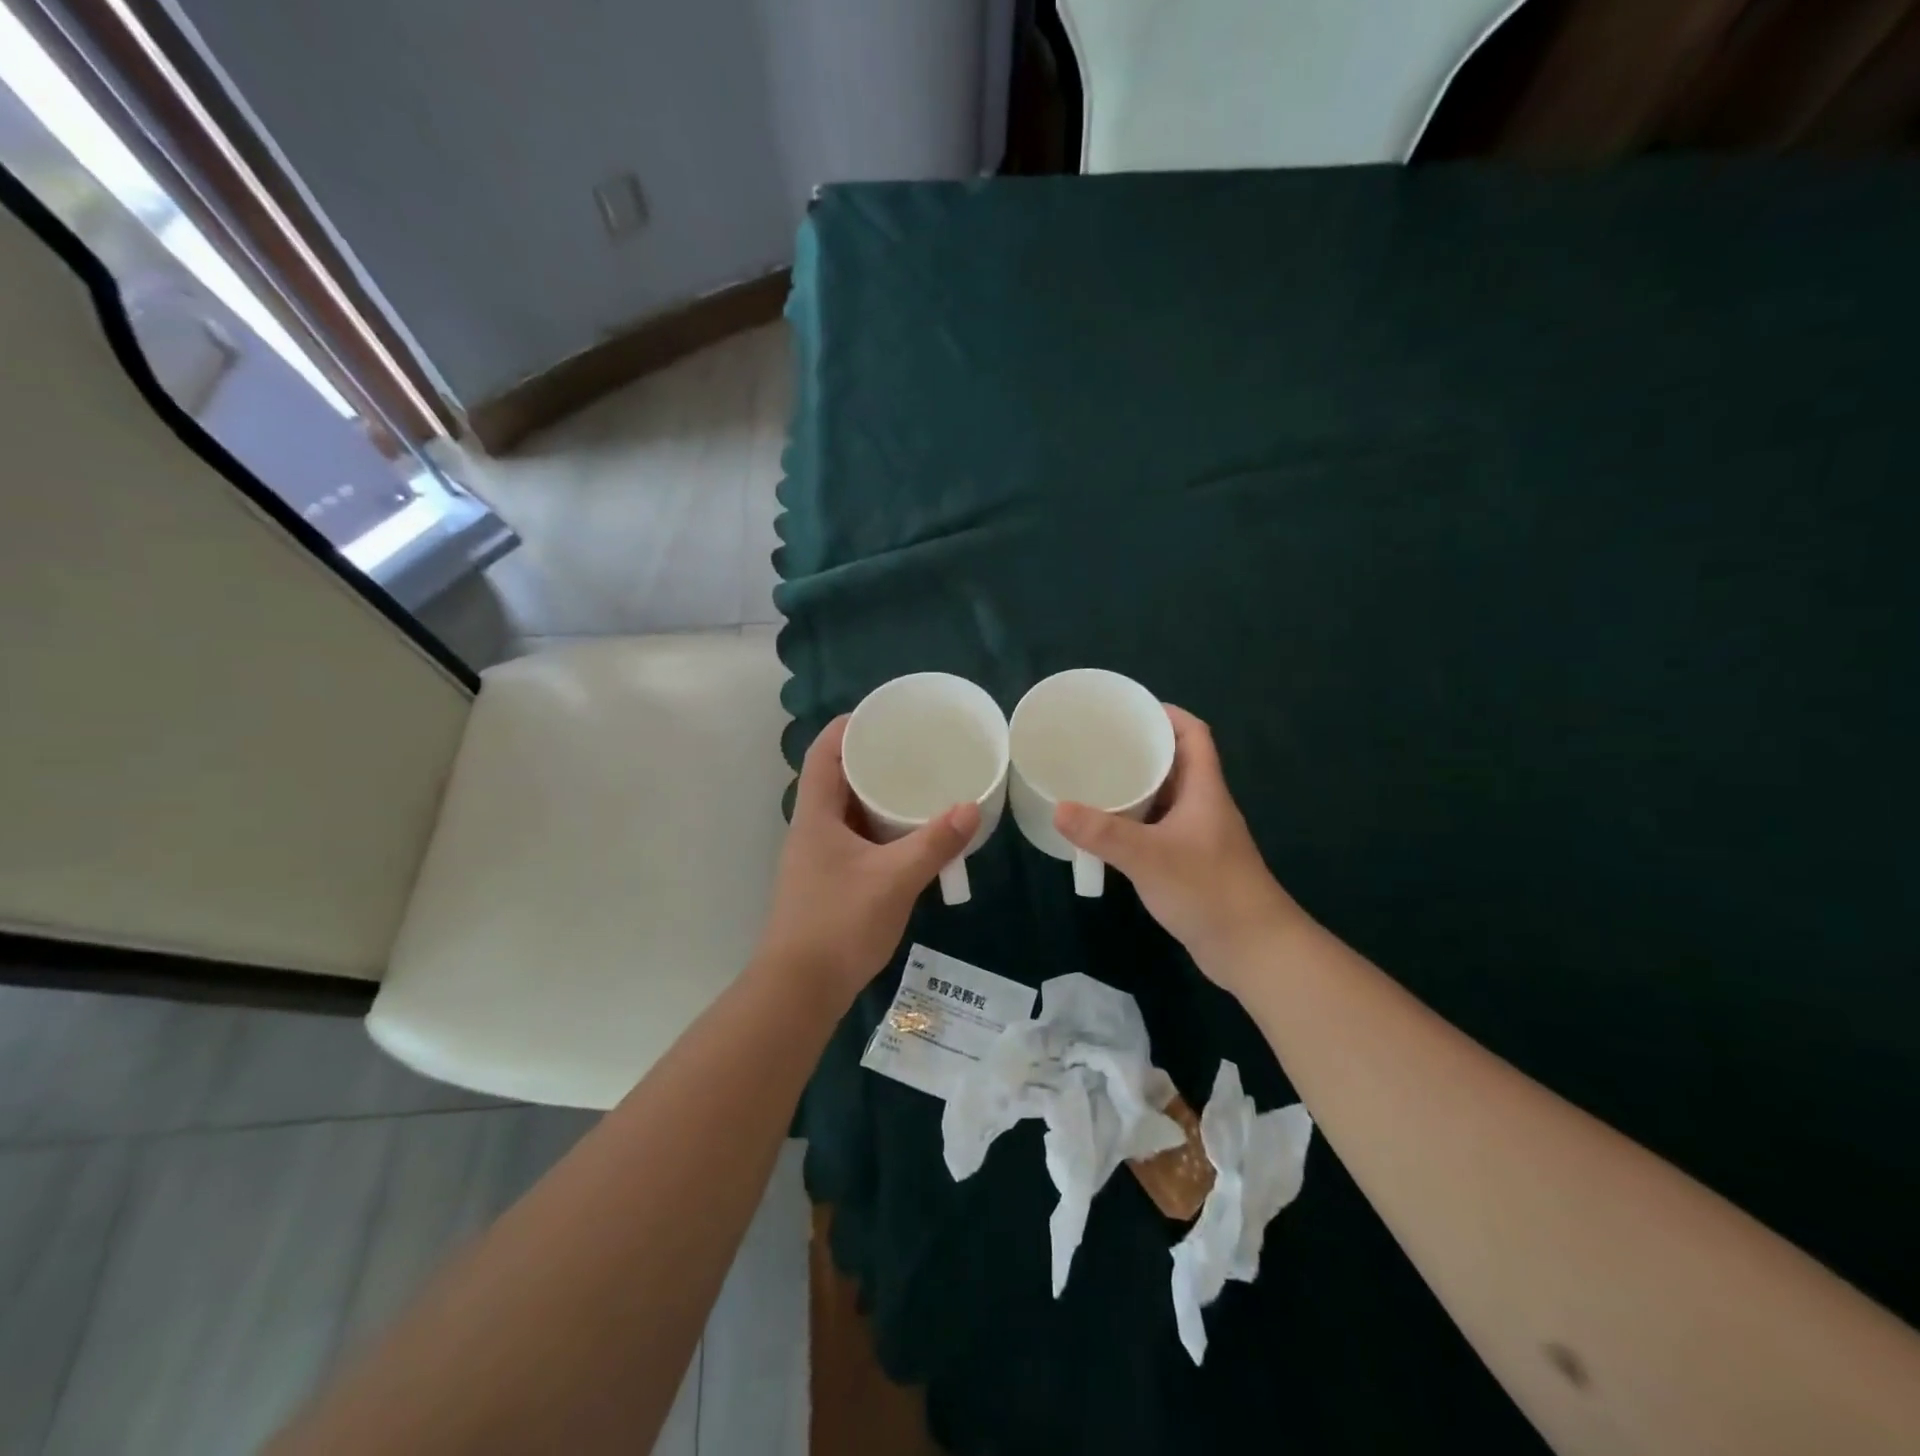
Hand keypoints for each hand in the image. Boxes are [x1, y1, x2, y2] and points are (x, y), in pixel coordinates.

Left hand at [756, 716, 980, 1009]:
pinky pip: (856, 839)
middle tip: (915, 749)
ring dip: (879, 797)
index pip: (824, 752)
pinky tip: (910, 836)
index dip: (849, 726)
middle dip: (873, 759)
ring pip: (849, 811)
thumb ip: (934, 843)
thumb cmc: (839, 924)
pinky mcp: (829, 881)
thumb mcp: (894, 880)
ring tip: (920, 785)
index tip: (885, 715)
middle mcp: (812, 828)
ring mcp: (818, 857)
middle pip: (838, 777)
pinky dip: (881, 829)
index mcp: (816, 815)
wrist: (799, 990)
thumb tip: (972, 806)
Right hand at [1054, 706, 1304, 990]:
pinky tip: (1109, 830)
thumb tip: (1058, 808)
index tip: (1130, 710)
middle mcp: (1204, 806)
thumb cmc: (1209, 891)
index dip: (1167, 715)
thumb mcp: (1150, 857)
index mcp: (1205, 790)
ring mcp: (1200, 836)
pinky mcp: (1192, 862)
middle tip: (1099, 745)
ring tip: (1096, 780)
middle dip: (1142, 749)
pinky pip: (1161, 827)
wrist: (1253, 949)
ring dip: (1138, 787)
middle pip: (1176, 763)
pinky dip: (1137, 821)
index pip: (1194, 735)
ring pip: (1167, 798)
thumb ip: (1104, 833)